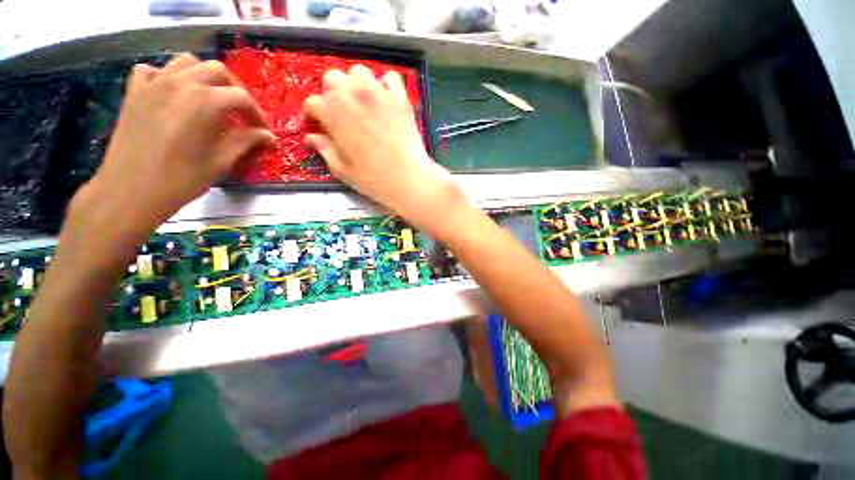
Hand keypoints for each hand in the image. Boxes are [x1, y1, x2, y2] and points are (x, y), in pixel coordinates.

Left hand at [74, 53, 275, 237]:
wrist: (130, 191)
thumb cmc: (181, 180)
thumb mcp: (221, 162)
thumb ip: (246, 142)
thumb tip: (269, 136)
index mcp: (205, 102)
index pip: (242, 98)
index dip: (257, 115)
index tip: (263, 132)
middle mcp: (180, 83)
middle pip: (216, 71)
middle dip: (235, 90)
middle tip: (241, 113)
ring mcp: (154, 84)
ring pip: (186, 63)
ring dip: (204, 77)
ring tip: (210, 99)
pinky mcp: (135, 92)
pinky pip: (153, 70)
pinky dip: (167, 77)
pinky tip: (173, 95)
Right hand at [304, 65, 462, 227]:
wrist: (408, 179)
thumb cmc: (373, 178)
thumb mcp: (342, 170)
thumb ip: (325, 150)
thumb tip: (312, 137)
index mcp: (333, 113)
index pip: (312, 103)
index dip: (314, 115)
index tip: (320, 124)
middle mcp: (352, 95)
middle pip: (333, 78)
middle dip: (332, 93)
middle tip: (341, 112)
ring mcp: (378, 93)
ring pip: (359, 72)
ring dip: (356, 84)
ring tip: (362, 102)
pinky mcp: (400, 98)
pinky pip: (391, 78)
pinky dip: (386, 85)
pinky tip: (386, 100)